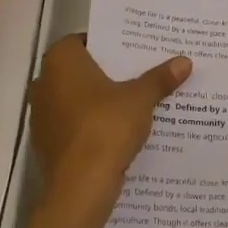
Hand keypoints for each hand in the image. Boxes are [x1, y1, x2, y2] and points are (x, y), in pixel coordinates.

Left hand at [28, 36, 190, 209]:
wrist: (80, 187)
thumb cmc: (106, 127)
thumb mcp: (140, 99)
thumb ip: (160, 78)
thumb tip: (185, 61)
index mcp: (60, 62)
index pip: (84, 40)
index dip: (109, 43)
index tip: (134, 49)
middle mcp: (44, 83)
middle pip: (81, 70)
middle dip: (108, 72)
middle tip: (141, 70)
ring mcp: (43, 116)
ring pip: (77, 98)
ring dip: (101, 100)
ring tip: (136, 99)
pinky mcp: (48, 143)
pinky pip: (75, 124)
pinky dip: (93, 123)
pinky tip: (121, 129)